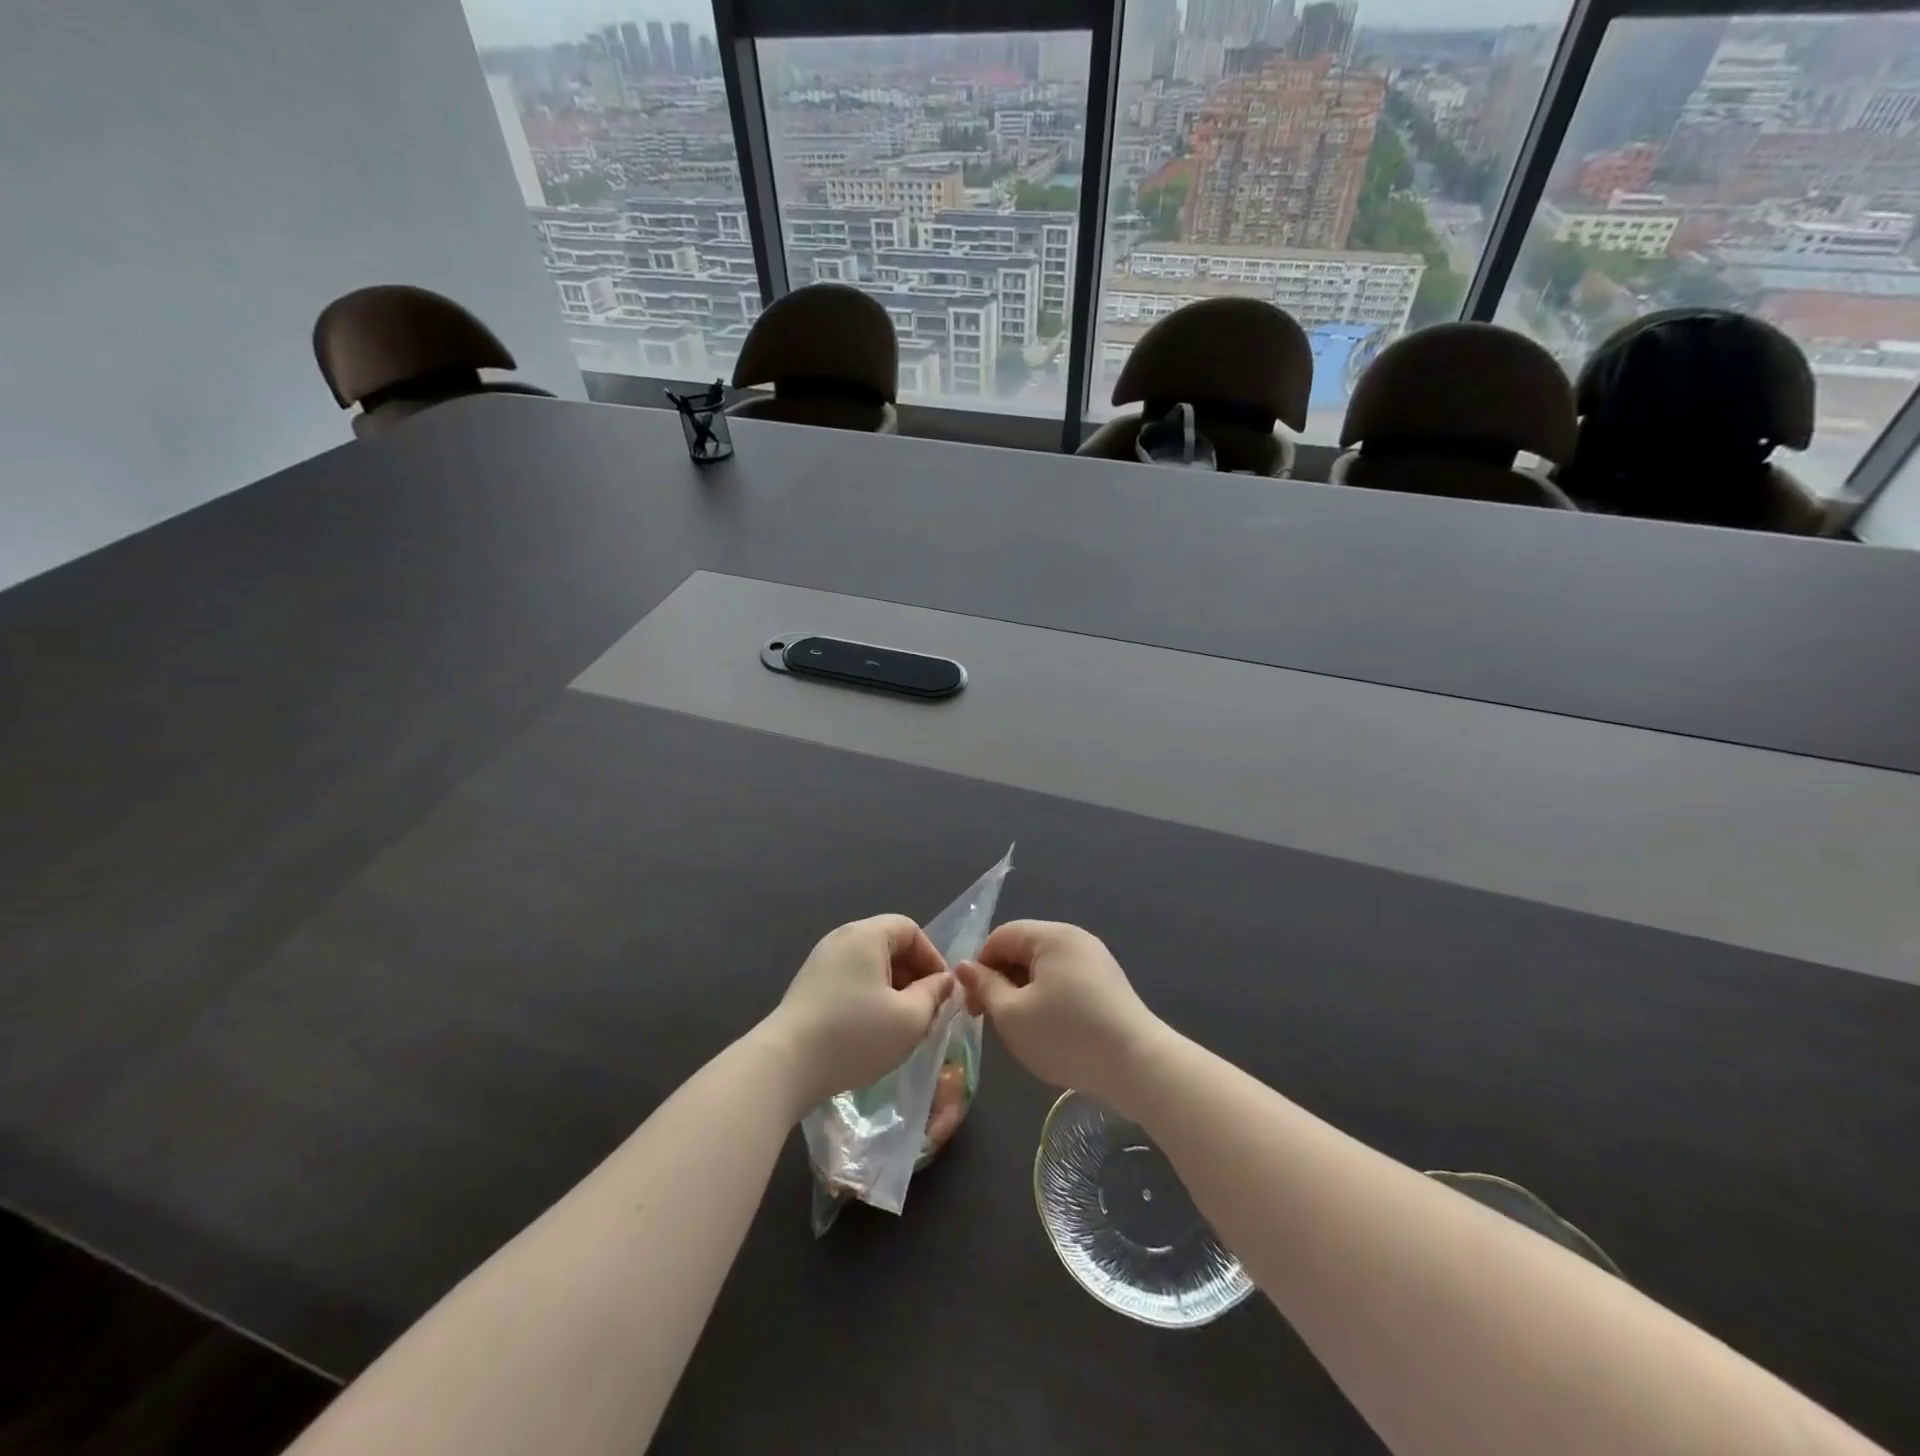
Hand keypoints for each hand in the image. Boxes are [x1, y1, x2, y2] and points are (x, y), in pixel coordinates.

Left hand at [765, 915, 953, 1113]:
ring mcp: (820, 963)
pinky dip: (869, 999)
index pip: (910, 930)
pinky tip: (872, 1033)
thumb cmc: (855, 1034)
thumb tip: (943, 982)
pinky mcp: (808, 988)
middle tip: (926, 1012)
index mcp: (866, 935)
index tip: (942, 992)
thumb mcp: (909, 1018)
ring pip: (870, 967)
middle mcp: (841, 939)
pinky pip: (850, 982)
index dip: (932, 958)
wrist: (785, 1066)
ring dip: (893, 991)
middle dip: (914, 977)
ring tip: (902, 1027)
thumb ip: (934, 994)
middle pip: (889, 946)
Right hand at [954, 920, 1168, 1113]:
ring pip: (1043, 967)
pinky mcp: (1108, 983)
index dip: (979, 967)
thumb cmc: (1066, 1035)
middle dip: (1001, 980)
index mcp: (1051, 935)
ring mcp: (1095, 959)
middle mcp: (1075, 938)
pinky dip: (1048, 998)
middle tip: (991, 1020)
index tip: (973, 1005)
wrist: (1137, 1065)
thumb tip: (964, 966)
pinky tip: (1050, 1030)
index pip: (1000, 937)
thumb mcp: (1012, 1015)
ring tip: (1020, 1028)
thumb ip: (985, 986)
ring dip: (1023, 992)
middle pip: (1023, 949)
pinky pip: (1065, 980)